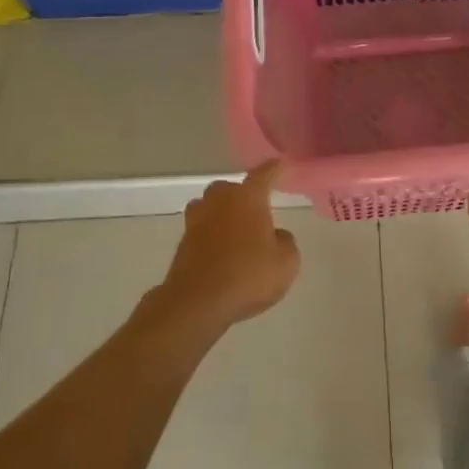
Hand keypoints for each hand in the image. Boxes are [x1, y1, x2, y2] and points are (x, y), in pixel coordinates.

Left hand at [153, 162, 299, 334]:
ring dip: (222, 214)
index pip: (264, 174)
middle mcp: (219, 200)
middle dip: (243, 195)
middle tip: (256, 211)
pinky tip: (222, 253)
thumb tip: (276, 235)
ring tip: (236, 232)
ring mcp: (196, 220)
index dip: (275, 169)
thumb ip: (285, 242)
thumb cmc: (248, 275)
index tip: (282, 165)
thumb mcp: (286, 262)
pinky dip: (211, 236)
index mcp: (247, 197)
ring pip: (211, 206)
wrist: (197, 303)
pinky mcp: (182, 242)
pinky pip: (201, 230)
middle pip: (231, 188)